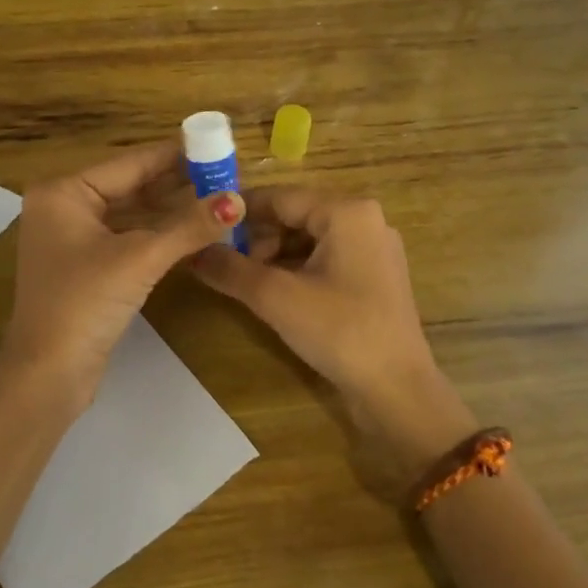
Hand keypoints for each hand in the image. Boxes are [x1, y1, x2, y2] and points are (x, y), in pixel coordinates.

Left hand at [0, 142, 241, 398]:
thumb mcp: (140, 259)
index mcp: (64, 193)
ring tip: (220, 199)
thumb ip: (189, 226)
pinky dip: (159, 236)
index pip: (130, 163)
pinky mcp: (86, 267)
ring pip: (132, 214)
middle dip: (177, 184)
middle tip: (226, 174)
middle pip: (131, 186)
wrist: (48, 375)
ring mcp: (74, 239)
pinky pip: (129, 238)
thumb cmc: (84, 303)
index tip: (217, 145)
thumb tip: (238, 200)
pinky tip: (196, 231)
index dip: (175, 155)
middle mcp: (64, 208)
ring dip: (172, 211)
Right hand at [192, 189, 476, 483]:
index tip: (203, 228)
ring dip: (273, 256)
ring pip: (308, 239)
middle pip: (295, 216)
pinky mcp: (373, 277)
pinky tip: (274, 294)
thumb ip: (229, 269)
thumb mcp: (275, 298)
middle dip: (257, 238)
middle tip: (226, 265)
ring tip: (246, 284)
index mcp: (347, 211)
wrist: (397, 391)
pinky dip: (296, 271)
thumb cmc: (339, 331)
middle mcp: (365, 220)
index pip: (280, 196)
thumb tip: (190, 251)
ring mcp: (373, 250)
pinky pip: (325, 259)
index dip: (238, 212)